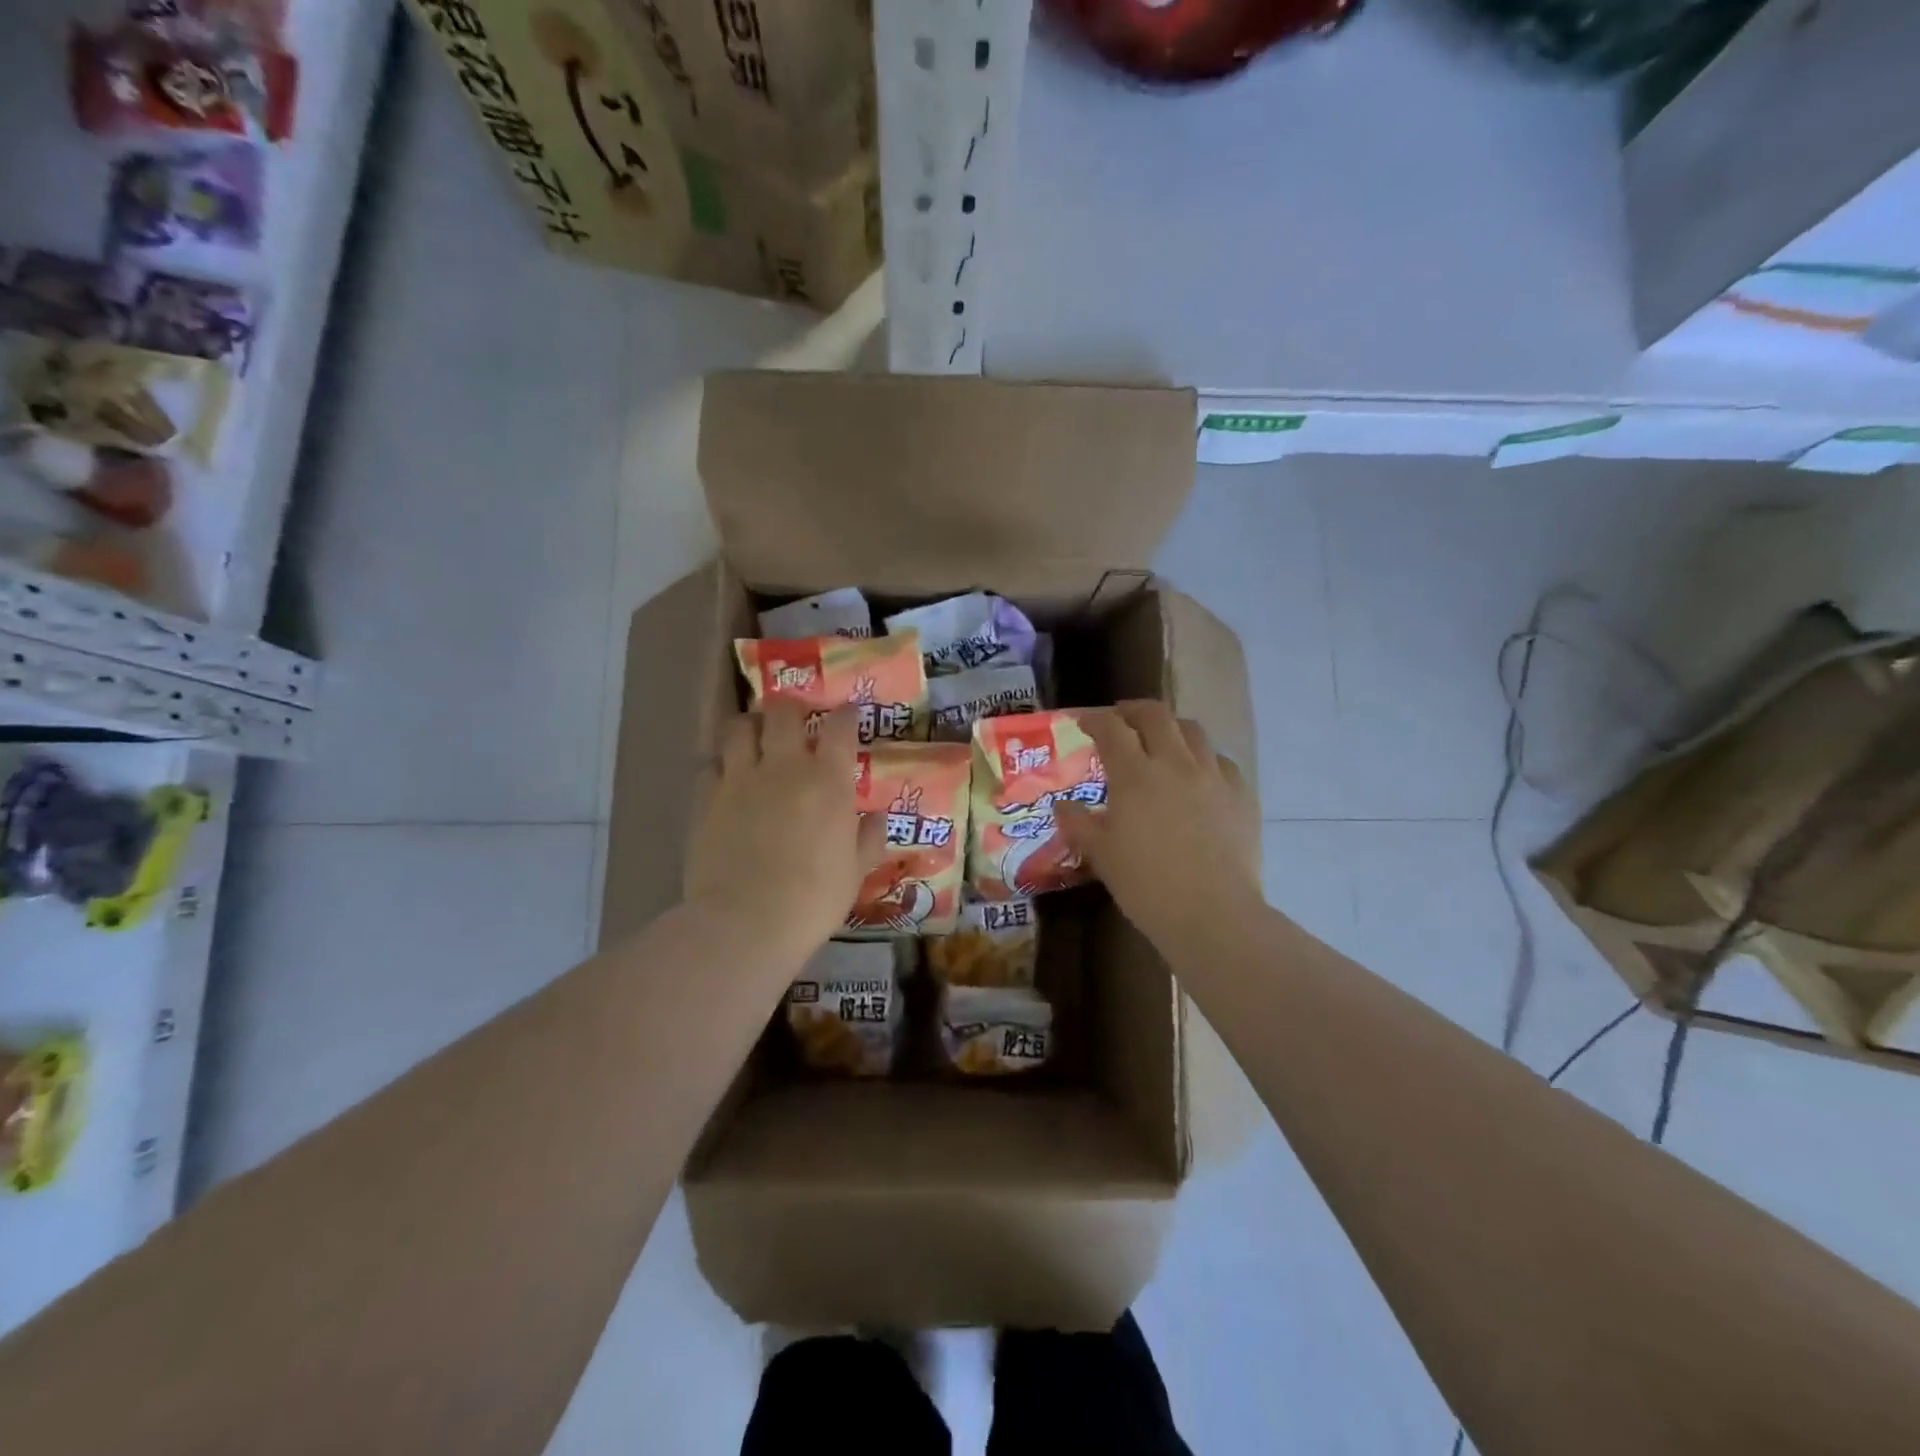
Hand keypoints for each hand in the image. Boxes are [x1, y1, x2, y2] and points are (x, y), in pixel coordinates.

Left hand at [683, 703, 884, 958]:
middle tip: (795, 720)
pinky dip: (721, 765)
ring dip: (750, 726)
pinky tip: (727, 780)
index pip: (840, 726)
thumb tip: (878, 818)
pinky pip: (711, 765)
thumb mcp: (854, 873)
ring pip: (739, 727)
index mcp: (828, 780)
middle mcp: (784, 766)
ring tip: (755, 738)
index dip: (845, 714)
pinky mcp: (706, 799)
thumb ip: (868, 839)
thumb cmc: (813, 899)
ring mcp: (740, 779)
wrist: (745, 921)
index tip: (848, 714)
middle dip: (791, 708)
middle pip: (783, 711)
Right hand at [1056, 701, 1261, 948]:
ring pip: (1193, 731)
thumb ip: (1079, 824)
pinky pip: (1222, 761)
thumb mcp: (1102, 855)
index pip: (1111, 729)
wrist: (1213, 914)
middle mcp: (1175, 764)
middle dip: (1133, 710)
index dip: (1095, 720)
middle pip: (1155, 715)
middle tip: (1121, 720)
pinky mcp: (1242, 795)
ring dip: (1171, 728)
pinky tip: (1199, 776)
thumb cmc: (1147, 886)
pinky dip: (1204, 758)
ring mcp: (1213, 777)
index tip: (1084, 722)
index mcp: (1135, 775)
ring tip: (1161, 741)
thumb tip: (1062, 806)